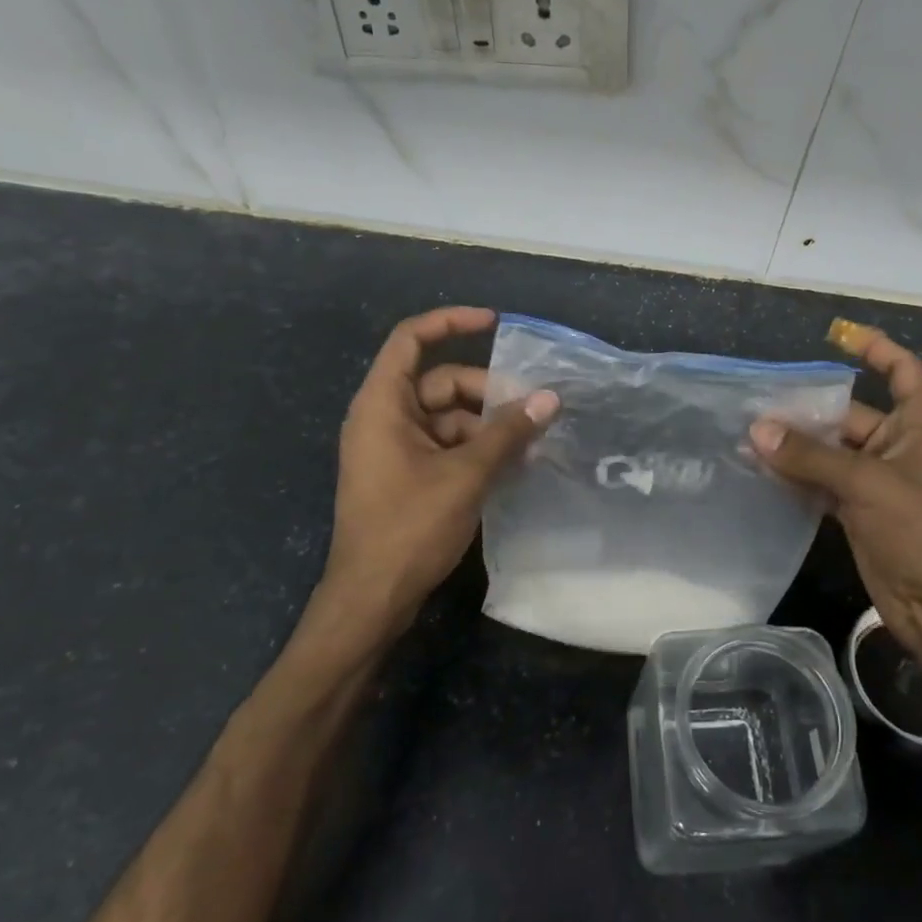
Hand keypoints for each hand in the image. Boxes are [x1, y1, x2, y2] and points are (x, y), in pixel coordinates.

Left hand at [315, 307, 557, 640]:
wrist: (371, 599)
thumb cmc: (409, 527)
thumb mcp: (466, 475)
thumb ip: (507, 433)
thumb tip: (549, 399)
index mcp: (382, 404)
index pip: (410, 340)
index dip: (450, 322)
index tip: (493, 323)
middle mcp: (384, 418)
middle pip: (440, 382)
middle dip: (486, 392)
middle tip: (532, 411)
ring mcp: (393, 449)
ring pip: (448, 417)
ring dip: (487, 426)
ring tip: (529, 445)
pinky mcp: (405, 475)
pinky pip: (445, 445)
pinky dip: (475, 449)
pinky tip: (511, 466)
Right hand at [750, 328, 921, 672]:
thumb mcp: (868, 484)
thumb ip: (811, 456)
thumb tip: (758, 430)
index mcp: (921, 426)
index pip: (902, 370)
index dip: (875, 348)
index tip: (836, 335)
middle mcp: (900, 447)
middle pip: (850, 414)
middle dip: (808, 411)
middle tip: (757, 407)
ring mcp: (878, 482)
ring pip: (831, 452)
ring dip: (797, 447)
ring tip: (749, 437)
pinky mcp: (859, 512)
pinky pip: (823, 483)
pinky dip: (798, 478)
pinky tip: (763, 473)